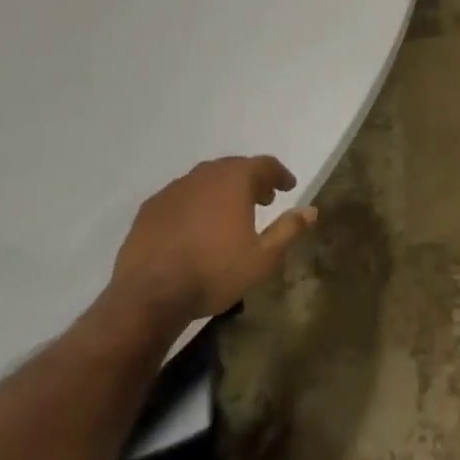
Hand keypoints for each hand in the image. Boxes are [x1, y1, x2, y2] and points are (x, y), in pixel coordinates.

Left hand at [104, 156, 318, 326]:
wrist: (148, 295)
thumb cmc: (214, 272)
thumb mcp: (262, 258)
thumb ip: (288, 230)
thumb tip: (311, 210)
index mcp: (235, 179)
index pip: (265, 164)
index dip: (280, 174)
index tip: (288, 187)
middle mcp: (205, 174)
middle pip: (234, 168)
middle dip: (252, 180)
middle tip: (263, 198)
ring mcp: (174, 189)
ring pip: (206, 180)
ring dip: (222, 190)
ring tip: (229, 213)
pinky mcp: (150, 208)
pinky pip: (181, 197)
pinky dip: (195, 204)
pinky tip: (195, 226)